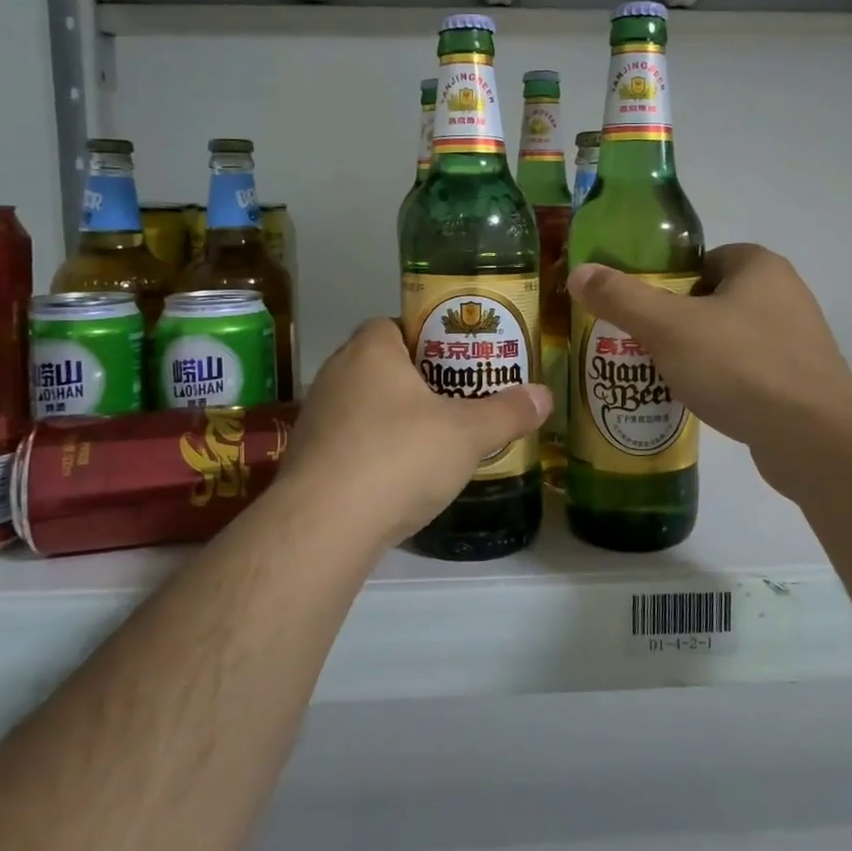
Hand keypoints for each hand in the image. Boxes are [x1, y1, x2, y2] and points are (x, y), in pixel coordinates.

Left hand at [278, 318, 550, 547]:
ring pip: (363, 405)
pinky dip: (372, 451)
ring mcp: (316, 418)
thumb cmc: (399, 457)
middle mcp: (335, 375)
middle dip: (415, 380)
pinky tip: (398, 478)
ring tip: (431, 440)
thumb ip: (507, 412)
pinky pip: (348, 442)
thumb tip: (545, 395)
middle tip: (454, 399)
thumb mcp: (467, 434)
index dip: (425, 337)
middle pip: (380, 365)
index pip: (393, 324)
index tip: (456, 360)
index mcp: (370, 351)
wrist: (323, 526)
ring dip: (392, 418)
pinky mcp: (306, 460)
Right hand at [568, 245, 851, 500]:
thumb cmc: (739, 366)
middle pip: (714, 299)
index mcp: (760, 267)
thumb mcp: (667, 327)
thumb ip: (621, 297)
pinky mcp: (801, 383)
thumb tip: (579, 273)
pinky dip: (724, 382)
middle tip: (643, 344)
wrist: (813, 437)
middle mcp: (785, 296)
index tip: (643, 310)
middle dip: (678, 321)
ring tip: (663, 376)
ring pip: (731, 338)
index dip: (669, 281)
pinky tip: (701, 402)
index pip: (704, 260)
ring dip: (699, 354)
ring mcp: (798, 341)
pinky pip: (749, 372)